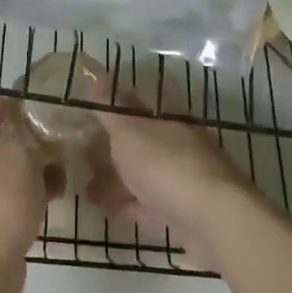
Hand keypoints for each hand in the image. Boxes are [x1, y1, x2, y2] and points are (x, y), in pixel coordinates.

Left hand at [0, 97, 58, 292]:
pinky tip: (58, 192)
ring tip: (68, 161)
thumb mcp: (17, 153)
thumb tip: (33, 126)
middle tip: (63, 130)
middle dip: (32, 137)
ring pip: (15, 173)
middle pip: (5, 144)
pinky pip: (20, 199)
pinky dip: (37, 193)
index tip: (40, 95)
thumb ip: (27, 134)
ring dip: (38, 167)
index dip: (15, 102)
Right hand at [80, 79, 258, 267]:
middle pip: (138, 137)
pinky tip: (105, 208)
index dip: (109, 104)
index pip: (135, 100)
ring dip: (115, 176)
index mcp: (166, 114)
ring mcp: (181, 175)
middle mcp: (176, 140)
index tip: (84, 114)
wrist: (212, 219)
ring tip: (84, 185)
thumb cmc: (164, 164)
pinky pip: (147, 201)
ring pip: (142, 170)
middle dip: (109, 145)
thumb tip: (93, 73)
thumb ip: (108, 107)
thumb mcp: (127, 130)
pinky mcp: (182, 209)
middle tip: (78, 153)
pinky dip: (126, 202)